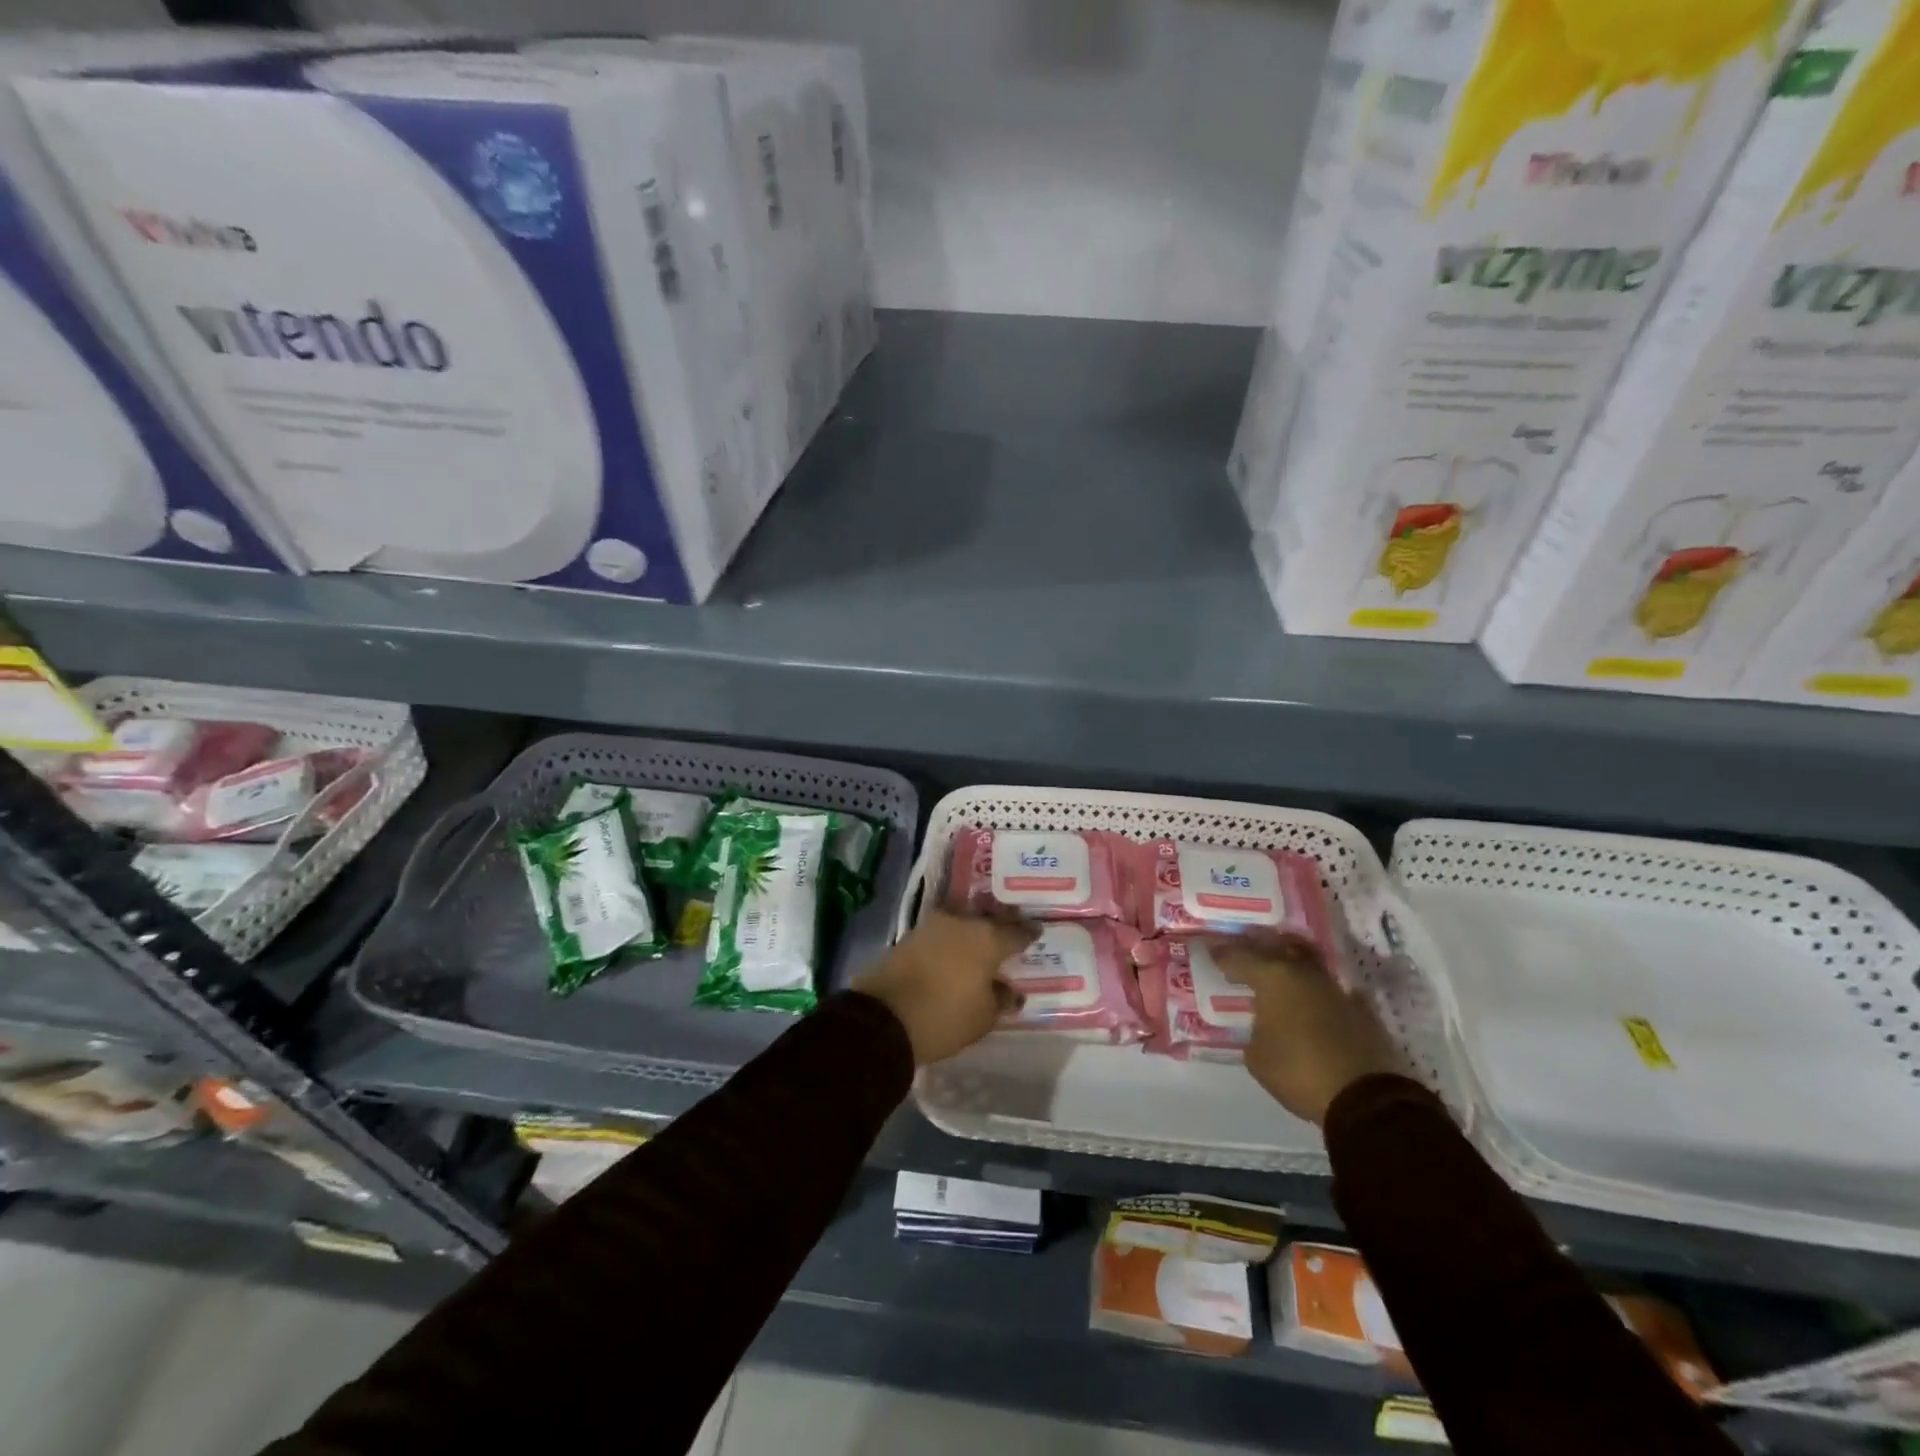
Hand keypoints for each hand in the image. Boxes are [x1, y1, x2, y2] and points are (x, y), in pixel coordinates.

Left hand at [855, 911, 1039, 1064]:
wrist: (883, 1017)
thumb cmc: (945, 1016)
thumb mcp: (983, 1016)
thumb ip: (1000, 999)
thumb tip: (1011, 991)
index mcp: (987, 938)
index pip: (1016, 932)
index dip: (1028, 933)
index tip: (1037, 930)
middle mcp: (961, 923)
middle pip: (987, 919)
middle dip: (999, 924)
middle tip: (1009, 930)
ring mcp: (932, 927)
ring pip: (961, 921)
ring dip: (972, 929)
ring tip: (981, 941)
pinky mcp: (909, 937)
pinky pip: (940, 933)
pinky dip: (950, 940)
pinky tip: (955, 951)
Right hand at [1209, 936, 1405, 1124]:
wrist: (1365, 1098)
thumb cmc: (1299, 1071)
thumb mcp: (1257, 1056)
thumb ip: (1254, 1031)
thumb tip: (1263, 1026)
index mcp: (1273, 977)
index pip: (1240, 956)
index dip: (1223, 954)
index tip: (1211, 952)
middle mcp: (1304, 973)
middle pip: (1277, 948)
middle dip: (1258, 948)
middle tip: (1243, 954)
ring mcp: (1336, 989)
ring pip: (1307, 964)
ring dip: (1290, 966)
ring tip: (1276, 975)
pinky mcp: (1360, 1010)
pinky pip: (1331, 991)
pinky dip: (1317, 993)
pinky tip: (1312, 1002)